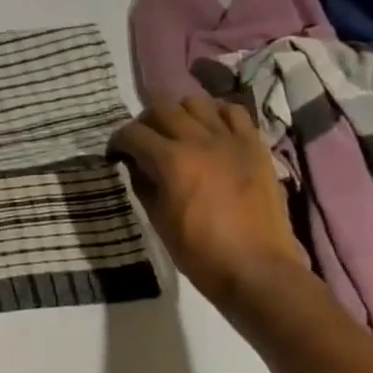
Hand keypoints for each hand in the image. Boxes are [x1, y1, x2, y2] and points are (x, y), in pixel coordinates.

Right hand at [108, 96, 307, 307]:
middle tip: (143, 140)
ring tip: (179, 131)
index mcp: (171, 160)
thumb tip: (136, 165)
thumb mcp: (158, 219)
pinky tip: (211, 130)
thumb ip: (144, 184)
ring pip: (197, 102)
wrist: (256, 269)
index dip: (118, 140)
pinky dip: (217, 114)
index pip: (133, 133)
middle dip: (145, 121)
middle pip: (163, 108)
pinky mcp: (256, 146)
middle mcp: (200, 140)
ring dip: (180, 113)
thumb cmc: (200, 252)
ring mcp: (232, 140)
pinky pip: (235, 112)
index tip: (116, 153)